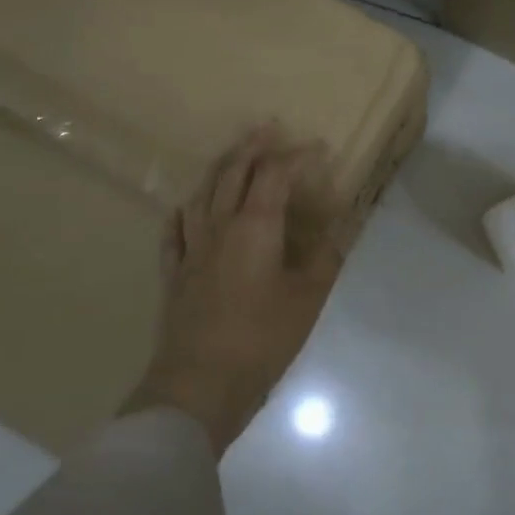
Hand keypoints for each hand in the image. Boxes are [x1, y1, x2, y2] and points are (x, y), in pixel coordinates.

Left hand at [130, 124, 347, 453]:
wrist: (198, 385)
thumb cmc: (261, 340)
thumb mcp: (308, 299)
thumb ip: (324, 257)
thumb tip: (340, 225)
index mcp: (255, 227)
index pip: (275, 175)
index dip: (296, 156)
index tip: (318, 148)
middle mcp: (219, 226)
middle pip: (232, 172)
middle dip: (252, 147)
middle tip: (268, 129)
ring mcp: (191, 248)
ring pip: (202, 194)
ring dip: (219, 169)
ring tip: (232, 158)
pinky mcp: (174, 273)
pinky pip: (175, 231)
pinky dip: (183, 212)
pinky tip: (184, 208)